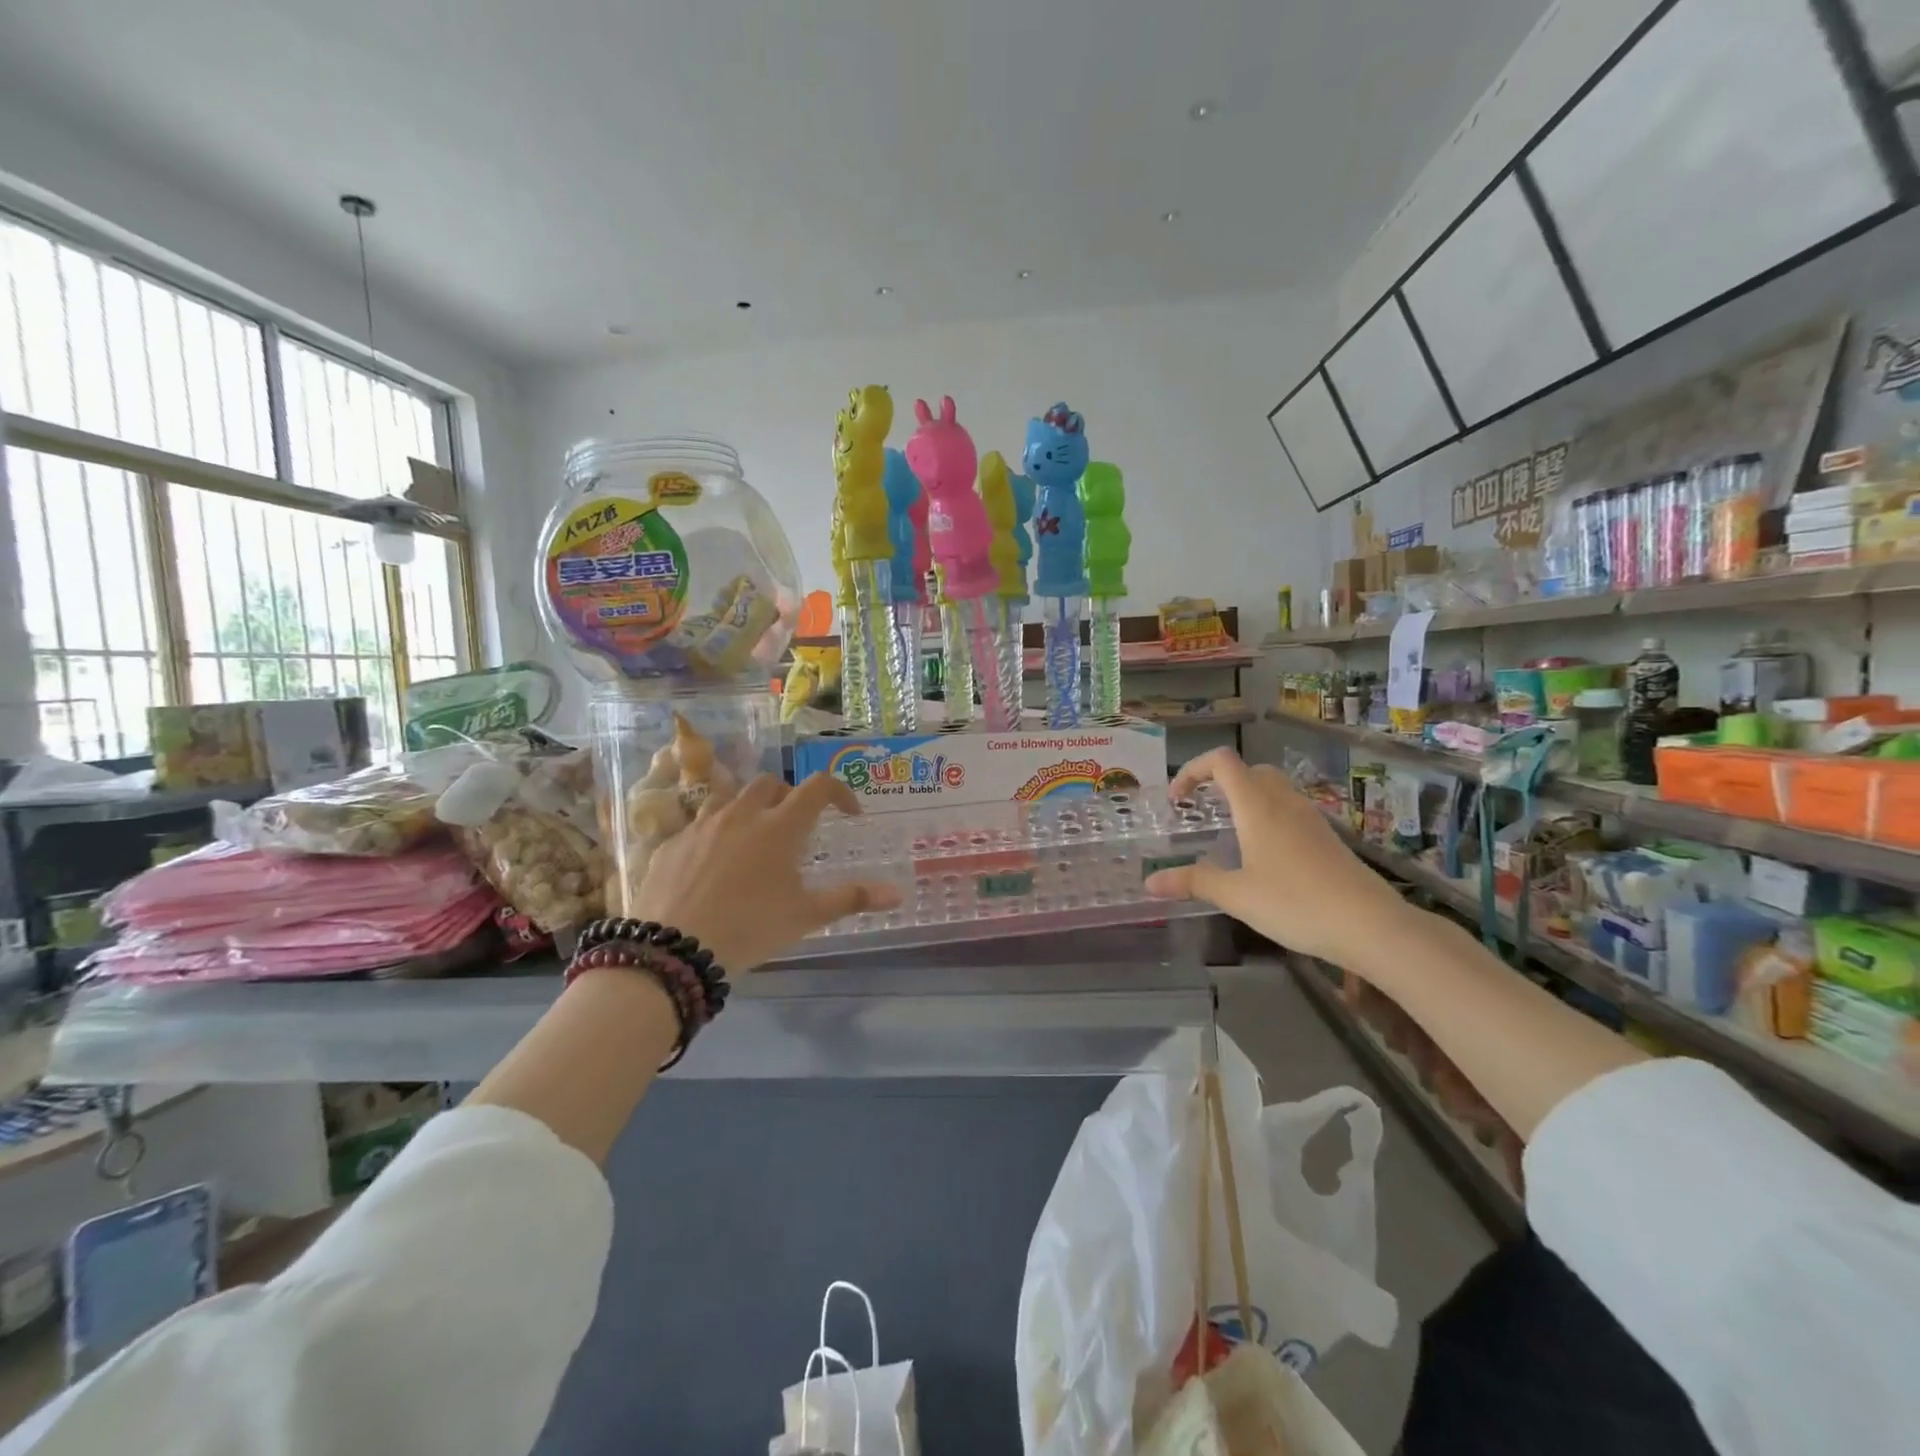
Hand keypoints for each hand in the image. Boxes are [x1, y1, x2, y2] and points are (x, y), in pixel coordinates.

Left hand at [632, 772, 899, 971]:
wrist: (673, 950)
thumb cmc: (750, 928)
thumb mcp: (806, 916)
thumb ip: (851, 899)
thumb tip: (898, 894)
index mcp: (780, 826)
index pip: (818, 787)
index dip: (839, 792)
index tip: (849, 813)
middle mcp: (741, 814)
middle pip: (770, 784)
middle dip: (789, 797)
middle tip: (796, 828)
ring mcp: (702, 825)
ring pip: (730, 800)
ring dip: (748, 811)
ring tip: (753, 843)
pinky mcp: (672, 843)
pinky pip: (698, 826)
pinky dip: (715, 836)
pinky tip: (713, 868)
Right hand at [1143, 748, 1411, 965]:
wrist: (1370, 925)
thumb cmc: (1295, 903)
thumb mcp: (1236, 895)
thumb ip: (1193, 882)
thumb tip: (1150, 881)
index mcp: (1257, 806)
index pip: (1221, 762)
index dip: (1193, 770)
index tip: (1177, 800)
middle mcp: (1284, 802)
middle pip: (1249, 770)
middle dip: (1220, 782)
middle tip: (1202, 811)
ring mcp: (1310, 818)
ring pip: (1273, 789)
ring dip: (1246, 798)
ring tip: (1229, 832)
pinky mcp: (1326, 838)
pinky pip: (1290, 810)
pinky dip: (1268, 817)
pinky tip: (1263, 855)